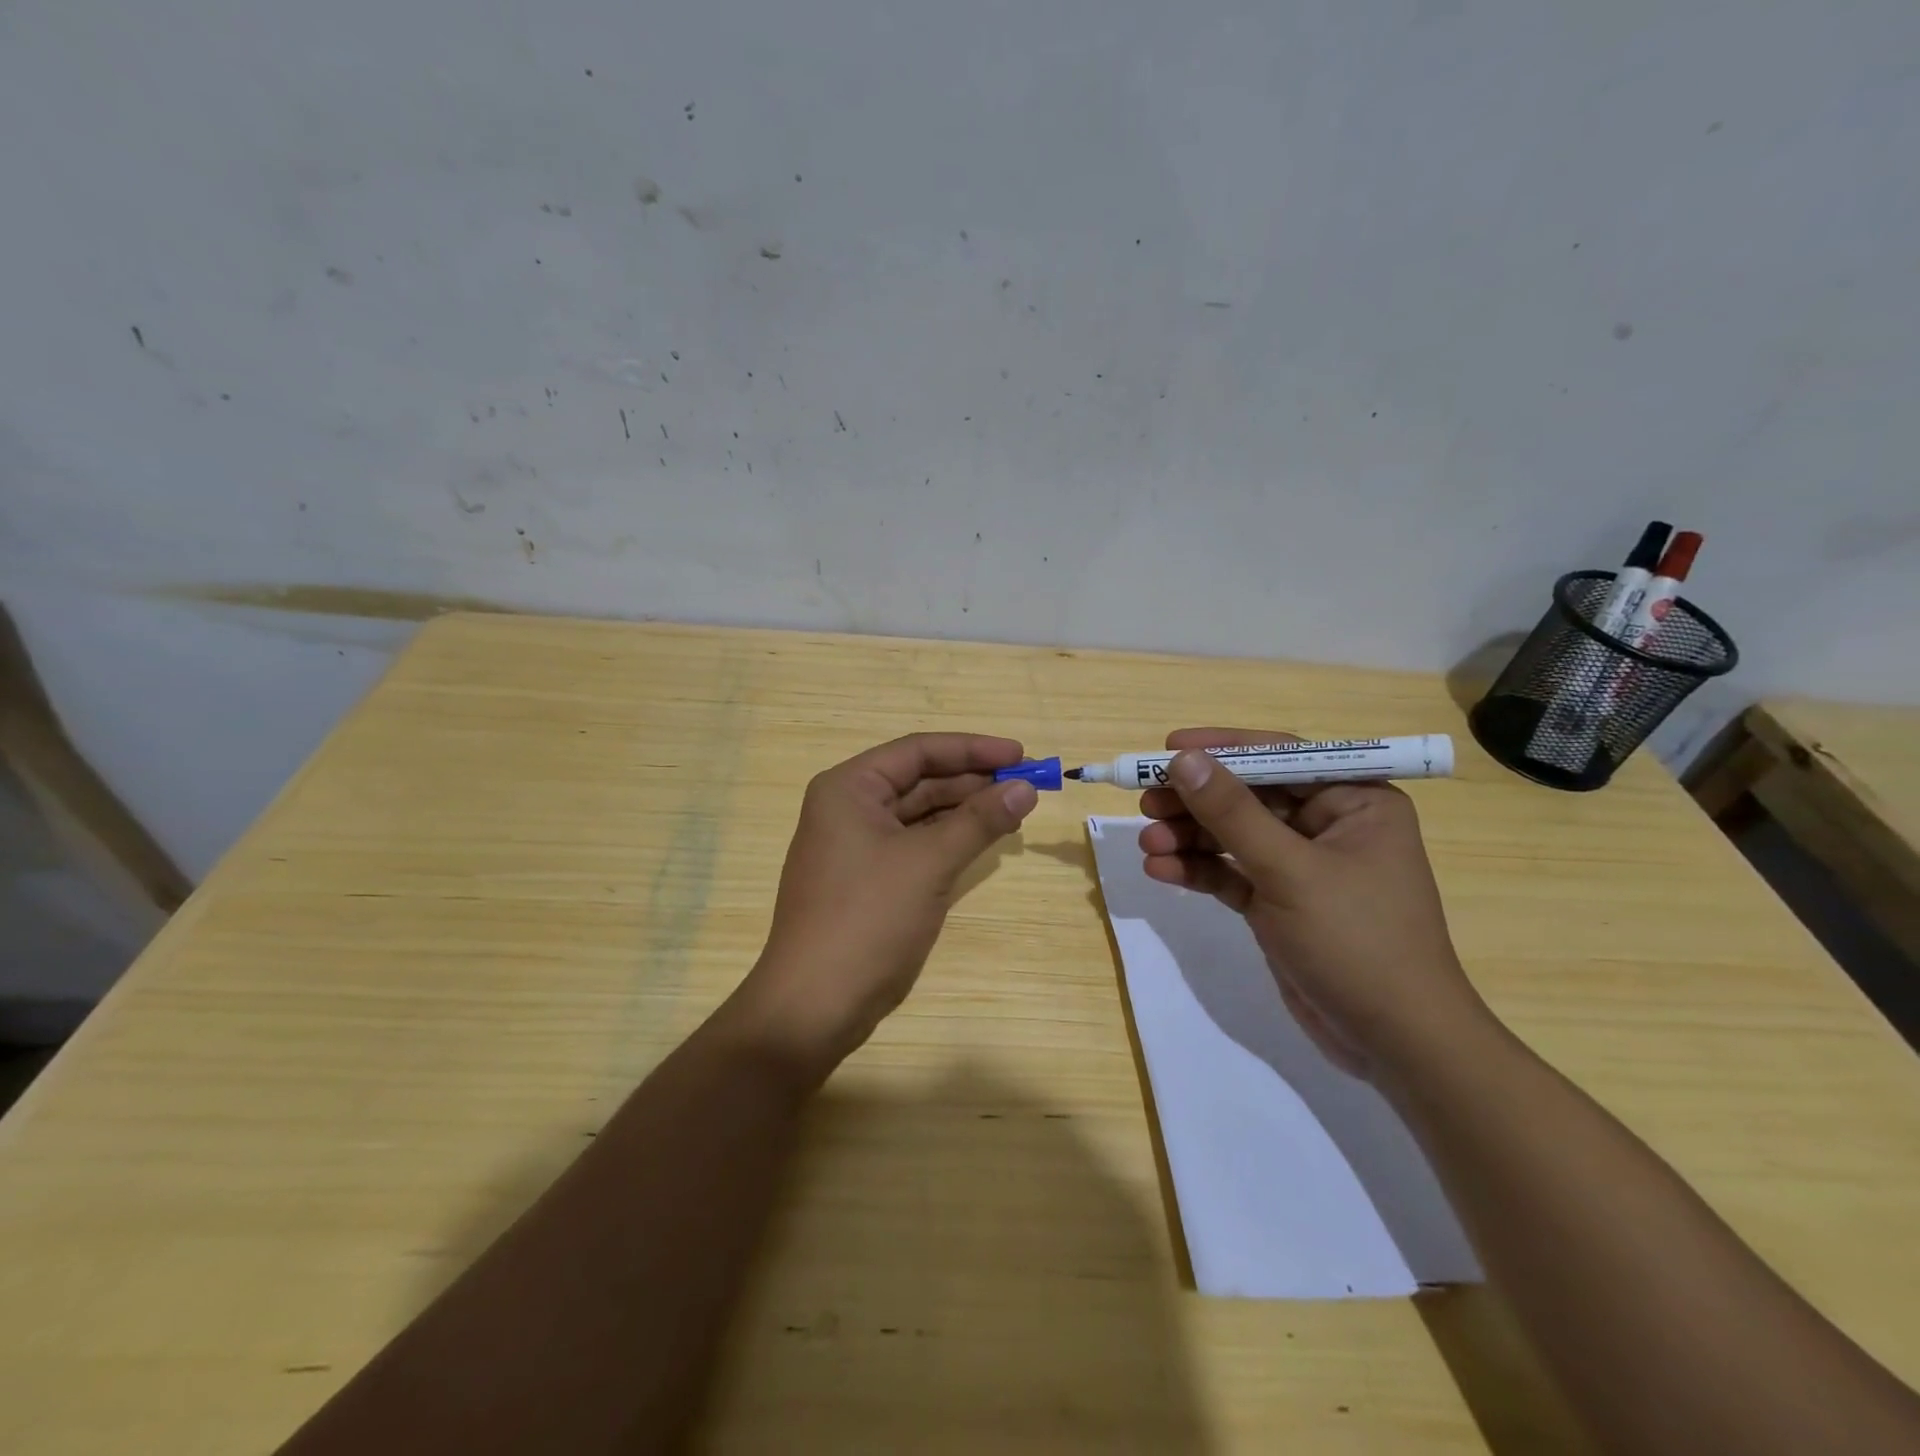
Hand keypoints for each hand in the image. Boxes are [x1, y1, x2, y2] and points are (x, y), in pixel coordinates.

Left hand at [730, 733, 1037, 1081]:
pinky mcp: (868, 878)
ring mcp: (856, 845)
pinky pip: (915, 844)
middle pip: (920, 779)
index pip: (918, 751)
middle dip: (974, 780)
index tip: (1021, 754)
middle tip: (1027, 784)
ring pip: (920, 813)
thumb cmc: (868, 919)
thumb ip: (979, 820)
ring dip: (966, 810)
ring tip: (1016, 810)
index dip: (973, 749)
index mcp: (849, 788)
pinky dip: (950, 839)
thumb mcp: (929, 862)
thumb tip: (1025, 787)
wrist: (815, 1004)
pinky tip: (985, 840)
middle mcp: (849, 807)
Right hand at [1137, 728, 1490, 1080]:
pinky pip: (1231, 873)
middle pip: (1248, 796)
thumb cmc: (1356, 941)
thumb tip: (1183, 760)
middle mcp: (1329, 825)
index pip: (1280, 757)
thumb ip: (1232, 813)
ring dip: (1189, 837)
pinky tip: (1160, 869)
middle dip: (1196, 801)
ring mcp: (1301, 866)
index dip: (1222, 749)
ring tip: (1146, 843)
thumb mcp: (1289, 870)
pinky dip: (1197, 870)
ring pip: (1233, 836)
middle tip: (1145, 802)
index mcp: (1354, 801)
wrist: (1394, 1043)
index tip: (1168, 748)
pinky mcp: (1279, 902)